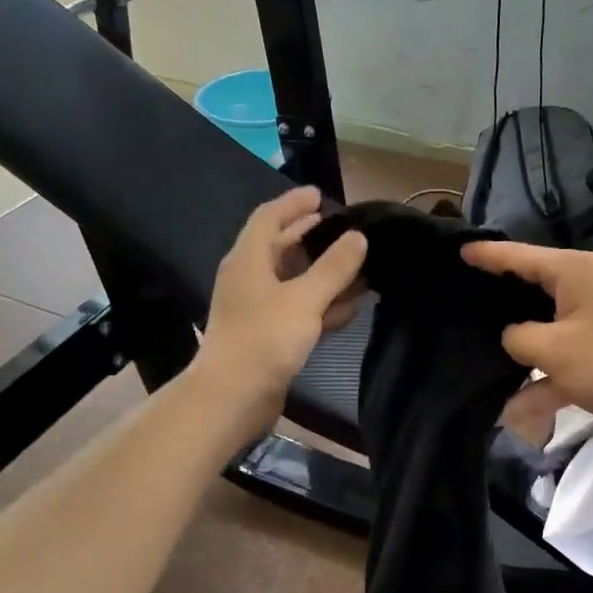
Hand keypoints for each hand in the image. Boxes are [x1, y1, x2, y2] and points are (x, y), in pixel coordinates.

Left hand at [193, 187, 367, 440]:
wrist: (233, 397)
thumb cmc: (264, 339)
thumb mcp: (304, 299)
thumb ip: (333, 267)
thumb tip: (358, 237)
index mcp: (248, 260)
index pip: (269, 217)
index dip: (293, 203)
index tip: (321, 195)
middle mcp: (249, 279)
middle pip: (282, 248)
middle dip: (312, 237)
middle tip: (345, 231)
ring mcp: (257, 310)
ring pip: (294, 282)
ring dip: (323, 274)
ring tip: (359, 268)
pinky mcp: (268, 337)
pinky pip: (298, 311)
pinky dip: (321, 306)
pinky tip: (349, 309)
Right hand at [462, 241, 592, 456]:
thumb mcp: (555, 349)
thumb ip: (518, 339)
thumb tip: (510, 339)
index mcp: (575, 273)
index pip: (520, 256)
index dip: (487, 256)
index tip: (457, 253)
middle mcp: (582, 293)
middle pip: (528, 292)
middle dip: (495, 303)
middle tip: (454, 305)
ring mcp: (590, 329)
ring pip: (539, 335)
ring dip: (514, 355)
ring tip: (470, 359)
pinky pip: (556, 369)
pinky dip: (538, 387)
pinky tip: (509, 411)